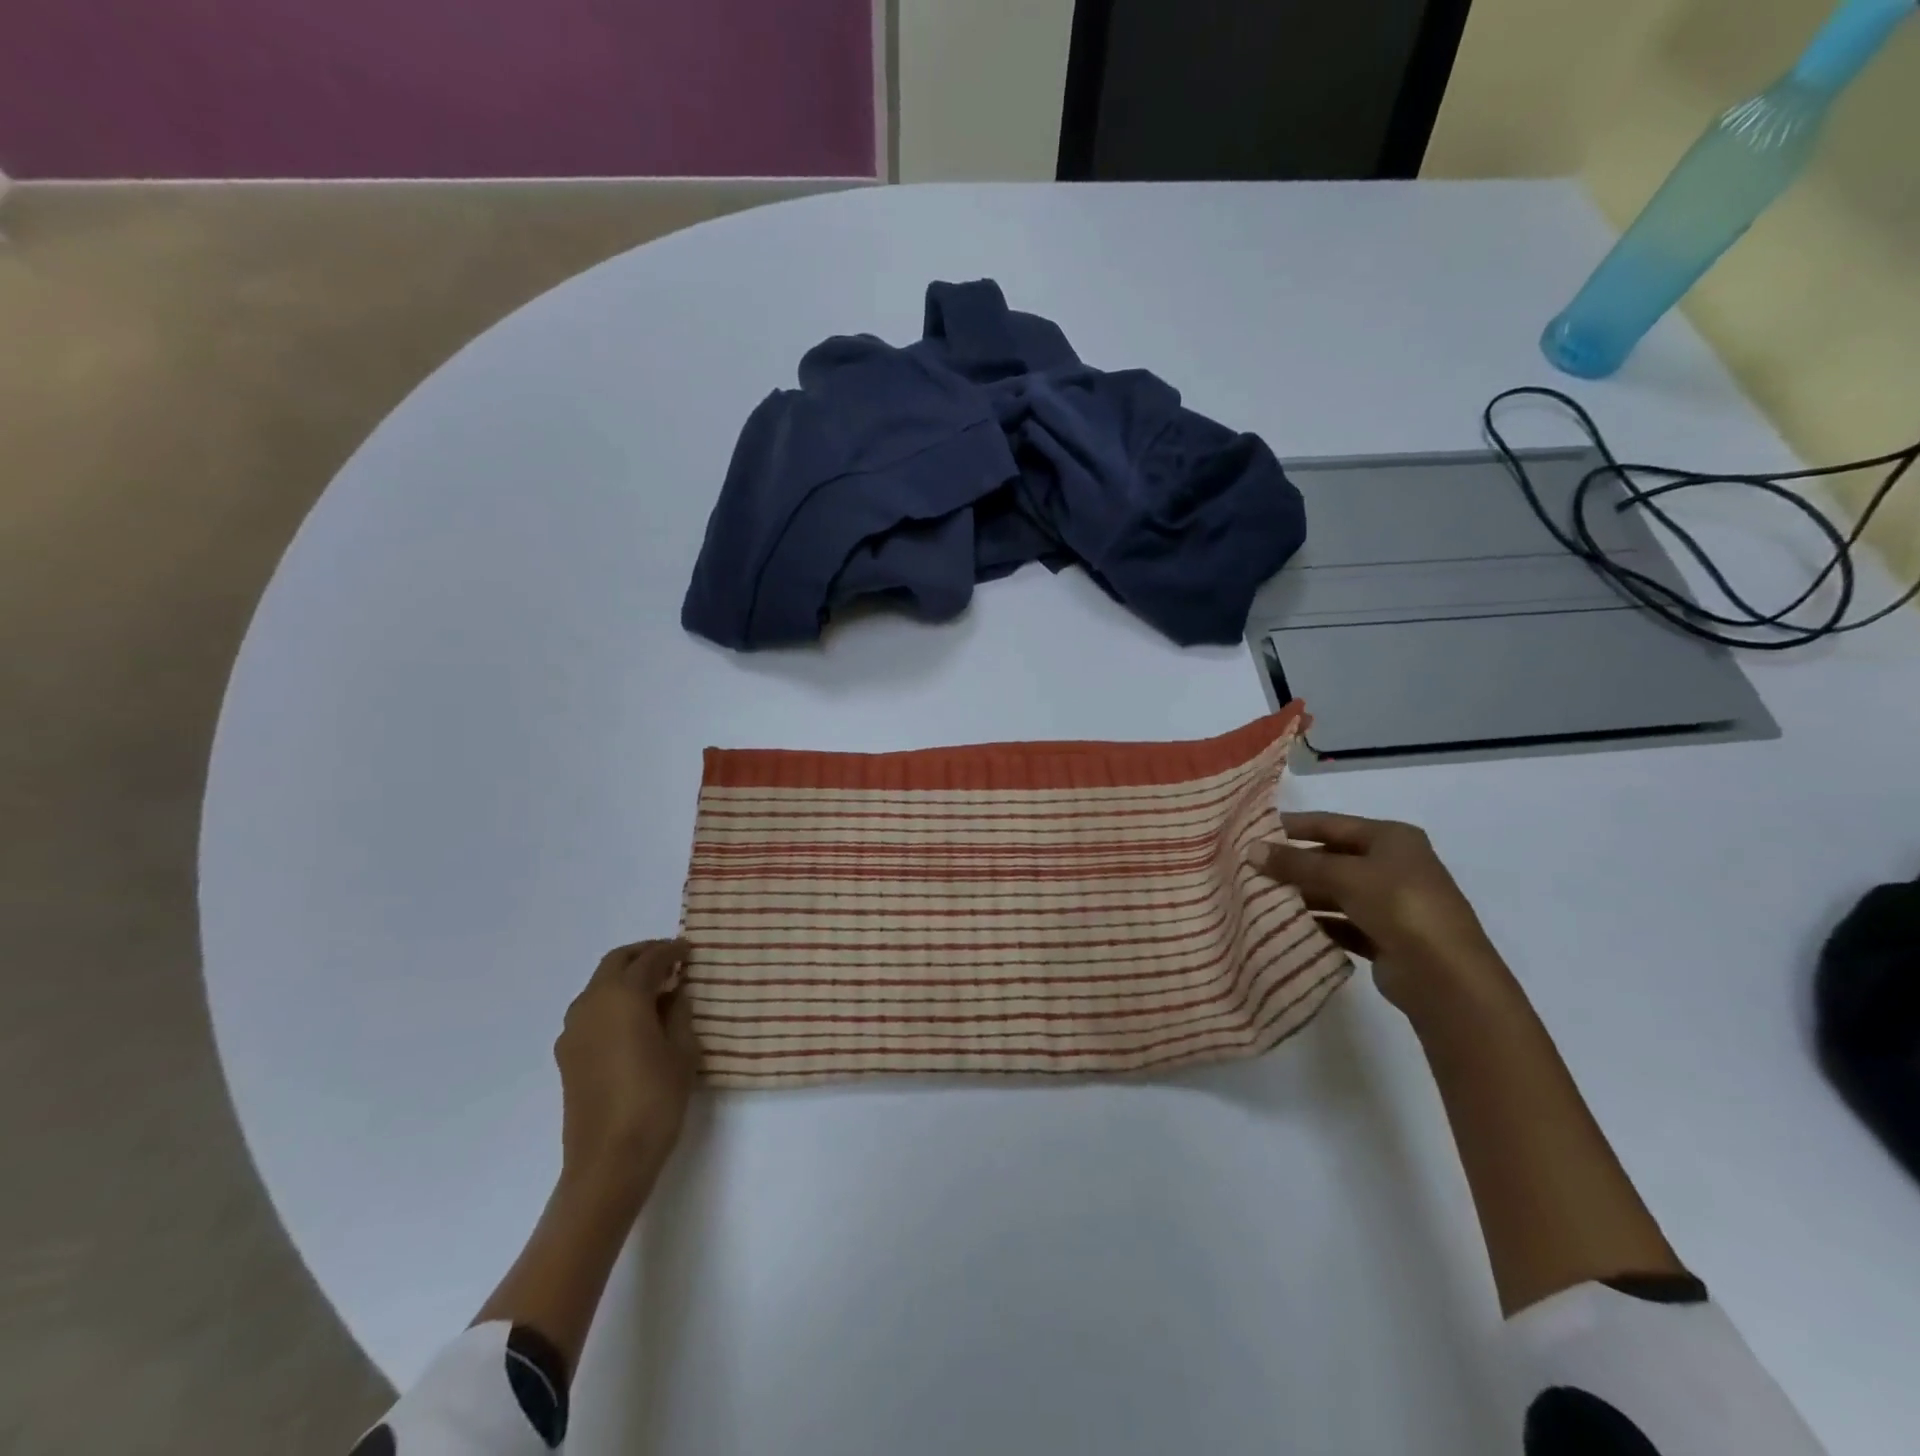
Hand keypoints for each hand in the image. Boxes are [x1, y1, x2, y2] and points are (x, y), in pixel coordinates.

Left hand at [554, 939, 699, 1202]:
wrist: (608, 1161)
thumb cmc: (655, 1100)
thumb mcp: (683, 1051)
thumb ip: (679, 1012)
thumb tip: (674, 992)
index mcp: (623, 996)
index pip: (650, 959)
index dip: (672, 951)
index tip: (690, 950)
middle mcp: (592, 1003)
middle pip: (616, 962)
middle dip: (644, 955)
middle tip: (672, 961)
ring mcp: (574, 1030)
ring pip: (600, 985)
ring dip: (626, 977)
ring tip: (657, 990)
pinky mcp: (567, 1054)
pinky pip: (592, 1010)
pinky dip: (613, 1001)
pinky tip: (635, 1020)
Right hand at [1250, 812, 1515, 1021]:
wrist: (1446, 977)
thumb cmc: (1399, 906)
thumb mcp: (1344, 875)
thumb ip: (1296, 862)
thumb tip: (1251, 849)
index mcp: (1391, 838)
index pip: (1331, 824)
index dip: (1292, 826)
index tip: (1252, 831)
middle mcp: (1392, 865)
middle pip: (1331, 858)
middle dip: (1293, 865)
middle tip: (1249, 869)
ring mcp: (1390, 903)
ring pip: (1334, 892)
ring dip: (1301, 895)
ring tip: (1259, 898)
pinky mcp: (1384, 937)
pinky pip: (1340, 923)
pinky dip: (1316, 923)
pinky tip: (1286, 926)